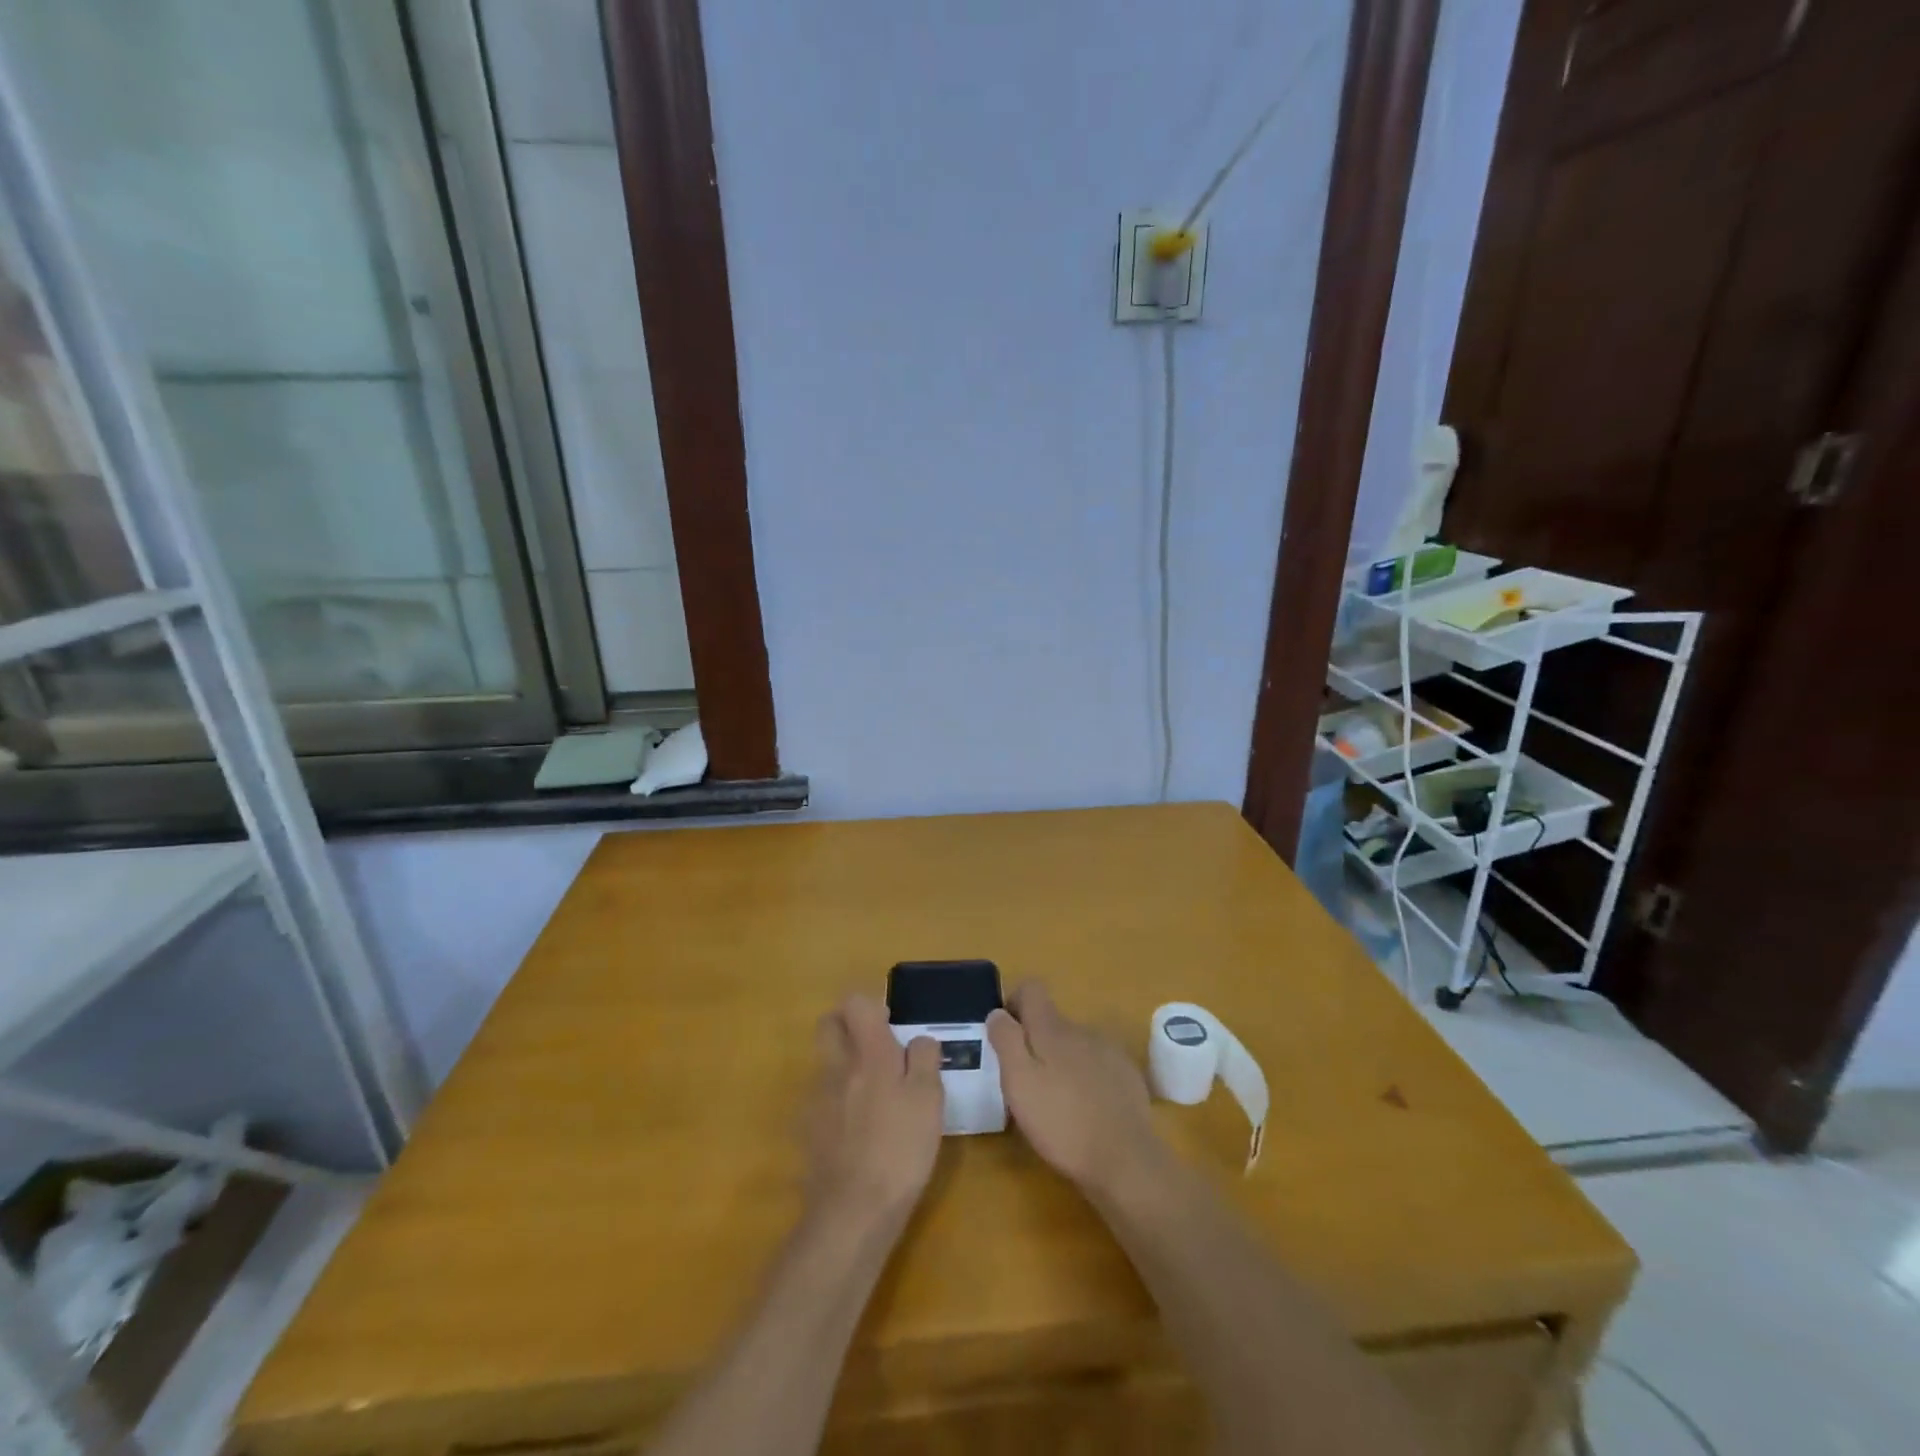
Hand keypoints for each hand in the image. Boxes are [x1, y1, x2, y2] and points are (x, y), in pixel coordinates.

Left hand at [806, 994, 943, 1228]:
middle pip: (829, 1025)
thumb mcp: (930, 1100)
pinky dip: (839, 1103)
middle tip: (877, 1047)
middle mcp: (836, 1067)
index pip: (855, 1003)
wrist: (853, 1211)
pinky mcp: (809, 1131)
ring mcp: (817, 1100)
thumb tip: (918, 1040)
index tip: (891, 1024)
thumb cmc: (900, 1149)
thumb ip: (925, 1059)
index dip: (872, 1005)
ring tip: (877, 1097)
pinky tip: (861, 1131)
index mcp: (868, 1053)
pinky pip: (823, 1100)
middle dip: (848, 1025)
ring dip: (845, 1066)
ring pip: (826, 1063)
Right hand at [987, 982, 1166, 1198]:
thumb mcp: (1019, 1082)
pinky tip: (1086, 1110)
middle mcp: (1082, 1030)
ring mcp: (1109, 1052)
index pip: (1031, 989)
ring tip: (1057, 1102)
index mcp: (1053, 1028)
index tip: (1005, 1034)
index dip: (1014, 1003)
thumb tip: (998, 1012)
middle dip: (1035, 1043)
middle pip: (1052, 1021)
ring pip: (1075, 1045)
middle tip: (1027, 1083)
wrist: (1125, 1160)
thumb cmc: (1061, 1122)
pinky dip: (1086, 1078)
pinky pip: (1098, 1064)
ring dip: (1061, 1062)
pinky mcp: (1128, 1076)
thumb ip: (1006, 1041)